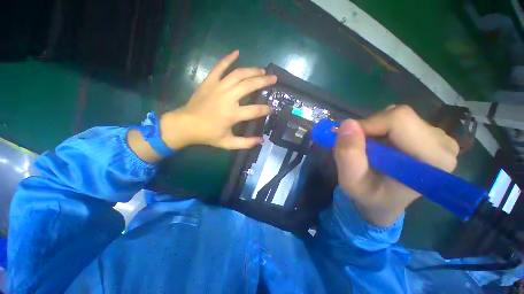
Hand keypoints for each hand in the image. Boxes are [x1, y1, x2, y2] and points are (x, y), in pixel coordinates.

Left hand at [160, 50, 276, 149]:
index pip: (255, 110)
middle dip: (264, 81)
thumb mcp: (228, 143)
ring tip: (262, 70)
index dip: (266, 109)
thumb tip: (261, 140)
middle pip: (249, 85)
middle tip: (274, 79)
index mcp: (232, 114)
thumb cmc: (208, 135)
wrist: (185, 125)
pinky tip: (237, 53)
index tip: (272, 109)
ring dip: (252, 70)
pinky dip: (228, 58)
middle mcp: (227, 98)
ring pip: (238, 74)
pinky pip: (219, 67)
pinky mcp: (209, 82)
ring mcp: (218, 87)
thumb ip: (245, 143)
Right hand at [334, 105, 459, 226]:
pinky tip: (381, 146)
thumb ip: (348, 155)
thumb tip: (347, 123)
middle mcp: (443, 146)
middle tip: (361, 148)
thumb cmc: (369, 195)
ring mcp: (440, 138)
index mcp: (432, 161)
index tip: (352, 140)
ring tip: (371, 150)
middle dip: (371, 128)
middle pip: (399, 115)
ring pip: (398, 115)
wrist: (383, 201)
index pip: (399, 120)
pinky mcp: (431, 135)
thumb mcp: (351, 181)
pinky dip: (382, 128)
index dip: (369, 125)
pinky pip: (400, 119)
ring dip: (375, 129)